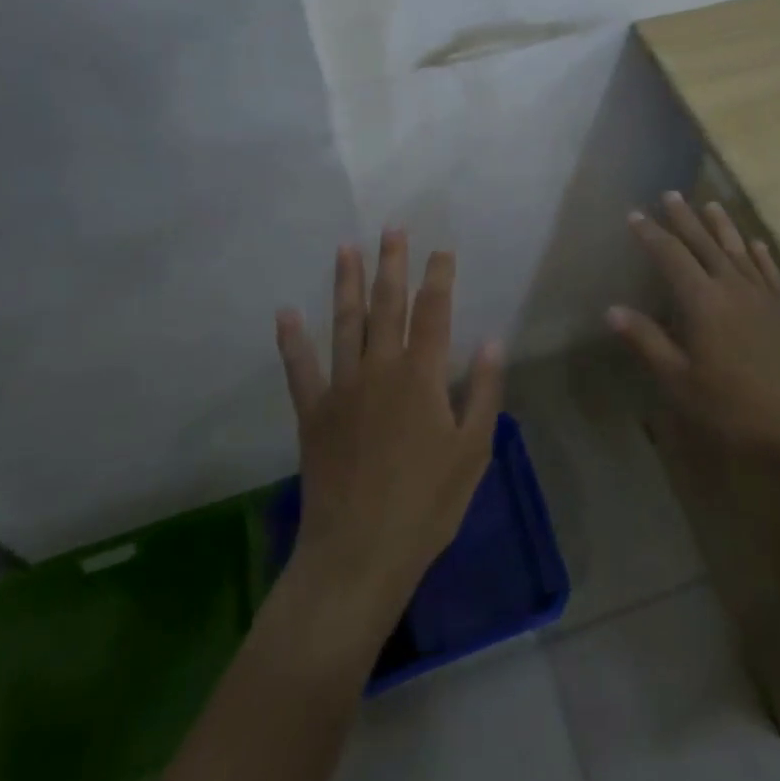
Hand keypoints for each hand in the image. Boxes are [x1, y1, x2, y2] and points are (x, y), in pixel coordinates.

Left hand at [274, 228, 504, 613]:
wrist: (360, 552)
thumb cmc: (427, 504)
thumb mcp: (473, 450)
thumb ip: (484, 391)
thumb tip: (494, 340)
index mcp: (422, 376)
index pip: (435, 312)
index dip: (439, 276)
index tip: (441, 249)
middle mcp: (381, 369)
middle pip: (388, 304)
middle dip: (392, 263)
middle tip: (392, 227)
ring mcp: (342, 388)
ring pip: (345, 323)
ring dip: (346, 283)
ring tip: (347, 248)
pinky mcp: (313, 413)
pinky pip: (300, 368)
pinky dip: (292, 340)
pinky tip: (285, 313)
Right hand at [609, 192, 779, 458]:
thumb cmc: (737, 409)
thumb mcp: (681, 383)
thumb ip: (648, 342)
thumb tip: (613, 310)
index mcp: (702, 302)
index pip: (670, 256)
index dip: (651, 234)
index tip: (635, 214)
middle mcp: (732, 287)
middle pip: (704, 243)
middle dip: (684, 219)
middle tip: (670, 194)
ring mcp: (764, 296)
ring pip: (738, 250)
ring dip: (722, 226)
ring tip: (711, 204)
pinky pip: (770, 271)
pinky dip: (761, 254)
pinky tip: (757, 244)